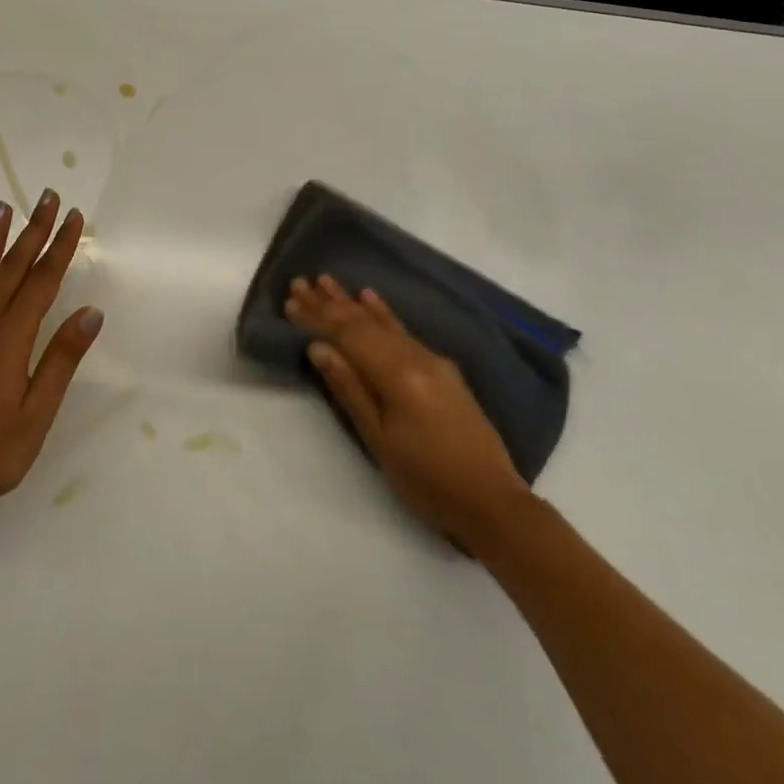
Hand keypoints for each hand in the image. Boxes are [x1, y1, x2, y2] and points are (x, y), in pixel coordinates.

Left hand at [0, 191, 101, 527]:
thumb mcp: (36, 413)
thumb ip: (61, 358)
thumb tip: (91, 311)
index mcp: (11, 338)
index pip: (43, 280)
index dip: (60, 246)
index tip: (73, 216)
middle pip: (13, 265)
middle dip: (33, 228)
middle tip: (46, 195)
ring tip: (4, 207)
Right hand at [286, 274, 531, 553]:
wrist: (493, 502)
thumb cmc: (426, 479)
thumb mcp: (379, 440)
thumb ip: (349, 389)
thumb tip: (318, 348)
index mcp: (397, 375)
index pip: (348, 336)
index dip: (317, 319)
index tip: (290, 302)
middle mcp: (415, 357)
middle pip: (363, 324)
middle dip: (329, 303)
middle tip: (299, 282)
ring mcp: (432, 361)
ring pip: (383, 323)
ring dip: (352, 302)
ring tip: (326, 281)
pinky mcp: (442, 369)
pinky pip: (404, 331)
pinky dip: (384, 313)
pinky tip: (370, 297)